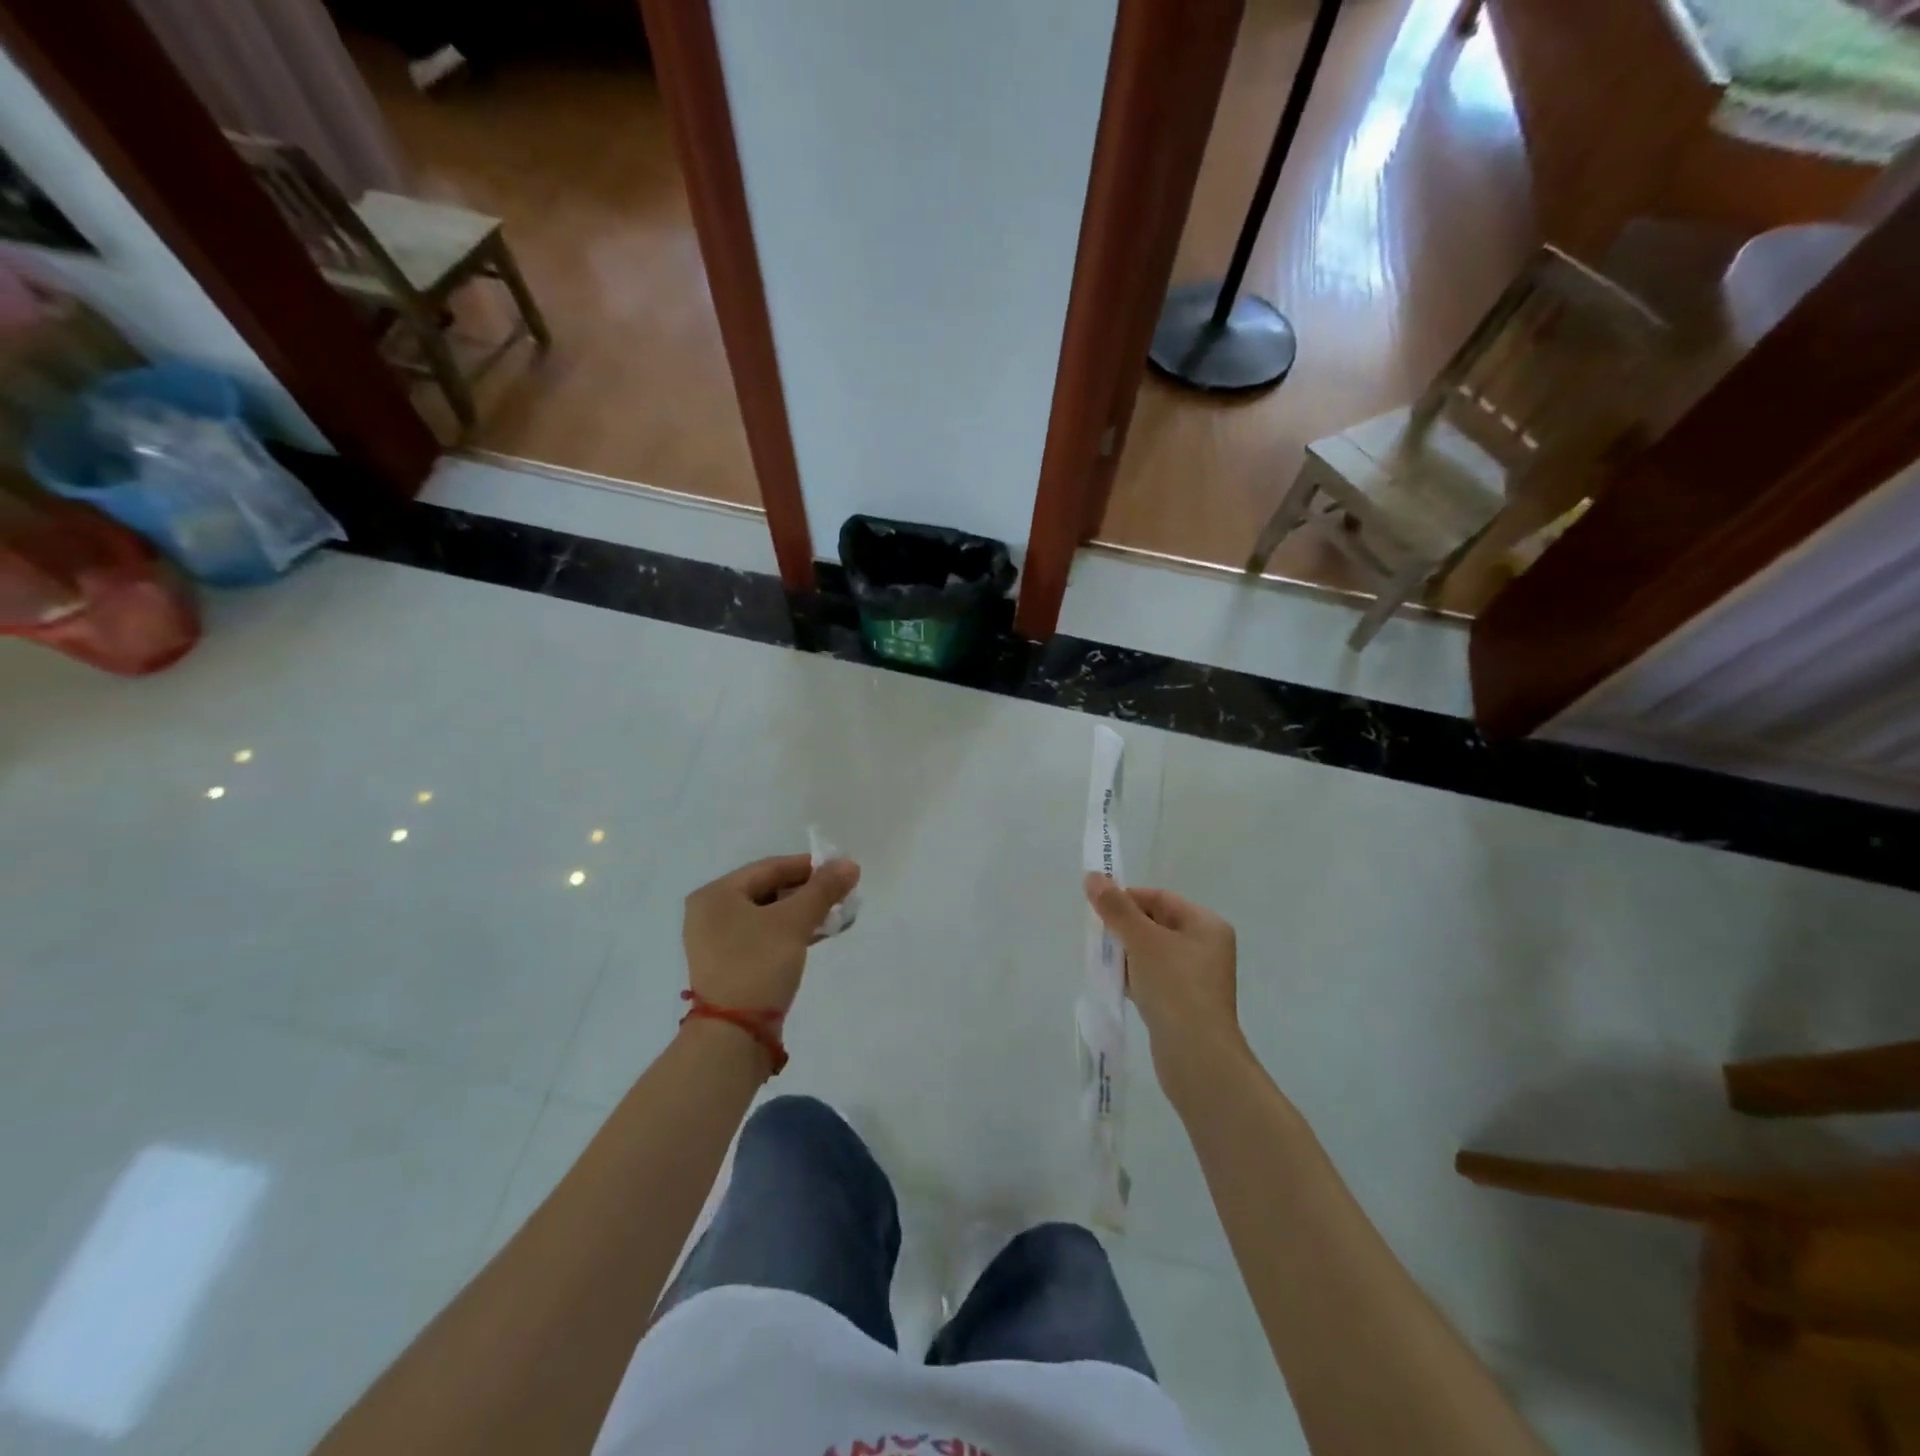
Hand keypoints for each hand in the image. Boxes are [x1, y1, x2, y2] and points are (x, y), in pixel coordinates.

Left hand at [684, 854, 860, 1015]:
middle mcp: (711, 913)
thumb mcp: (794, 922)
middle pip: (769, 890)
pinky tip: (819, 934)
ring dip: (803, 913)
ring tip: (837, 915)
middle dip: (808, 891)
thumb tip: (850, 864)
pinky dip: (791, 933)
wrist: (733, 1036)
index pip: (770, 867)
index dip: (808, 866)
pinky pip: (765, 937)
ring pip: (769, 915)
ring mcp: (718, 942)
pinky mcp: (731, 965)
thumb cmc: (758, 965)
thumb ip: (823, 890)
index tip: (841, 870)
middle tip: (841, 894)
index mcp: (716, 894)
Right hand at [1084, 874, 1246, 1103]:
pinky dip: (1134, 977)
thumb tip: (1093, 876)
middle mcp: (1206, 947)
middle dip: (1124, 927)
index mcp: (1206, 925)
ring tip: (1104, 961)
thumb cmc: (1175, 988)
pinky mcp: (1184, 1004)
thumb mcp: (1142, 941)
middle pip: (1156, 923)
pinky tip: (1116, 985)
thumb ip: (1116, 908)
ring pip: (1152, 953)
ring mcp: (1196, 978)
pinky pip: (1154, 979)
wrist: (1197, 1057)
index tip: (1098, 910)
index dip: (1127, 899)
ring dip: (1126, 954)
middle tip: (1098, 937)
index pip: (1160, 898)